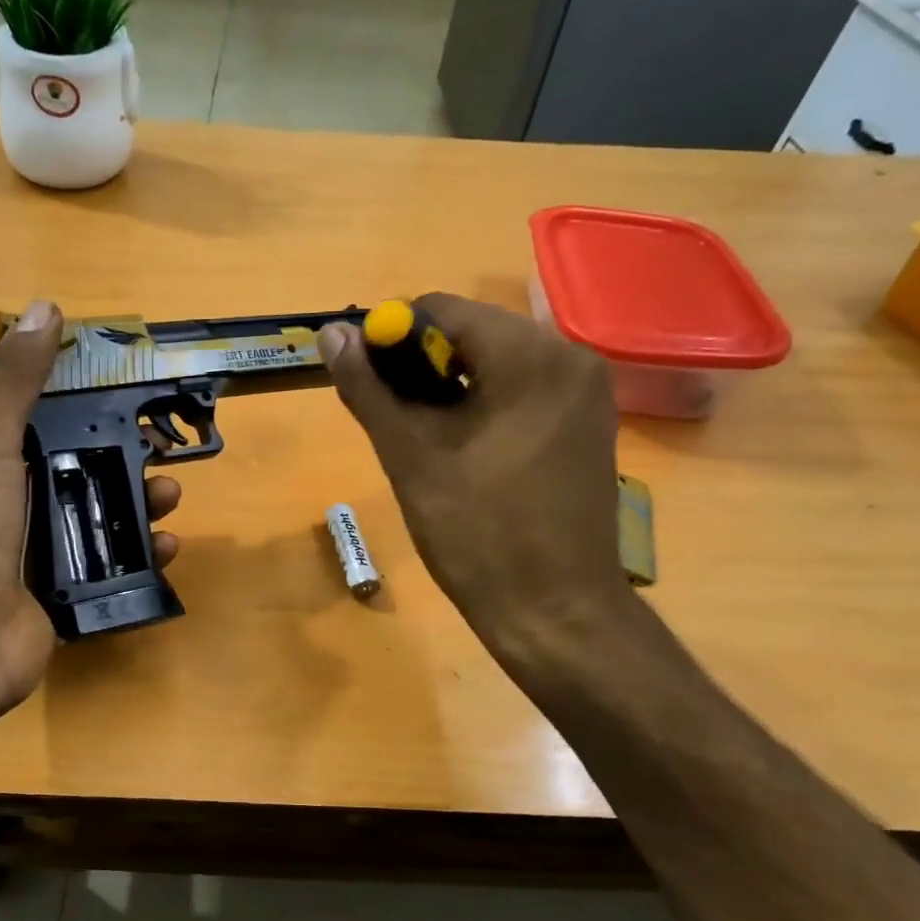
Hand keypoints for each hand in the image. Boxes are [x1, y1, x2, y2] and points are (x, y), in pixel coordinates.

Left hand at [0, 301, 181, 739]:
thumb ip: (14, 380)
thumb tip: (44, 307)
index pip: (43, 420)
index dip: (84, 403)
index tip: (127, 392)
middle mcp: (14, 503)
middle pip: (81, 469)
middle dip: (124, 457)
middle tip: (162, 452)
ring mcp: (39, 553)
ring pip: (101, 517)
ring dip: (139, 504)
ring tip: (169, 498)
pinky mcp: (64, 595)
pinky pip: (112, 567)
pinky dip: (141, 555)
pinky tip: (166, 547)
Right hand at [318, 293, 629, 673]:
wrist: (555, 611)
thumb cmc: (478, 532)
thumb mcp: (410, 456)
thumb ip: (369, 388)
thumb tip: (331, 333)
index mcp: (530, 355)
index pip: (441, 309)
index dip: (389, 337)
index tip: (364, 382)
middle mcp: (570, 356)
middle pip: (472, 333)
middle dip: (419, 365)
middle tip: (389, 417)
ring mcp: (586, 393)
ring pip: (496, 364)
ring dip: (448, 387)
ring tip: (418, 438)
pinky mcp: (587, 425)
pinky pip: (522, 392)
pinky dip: (481, 405)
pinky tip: (460, 449)